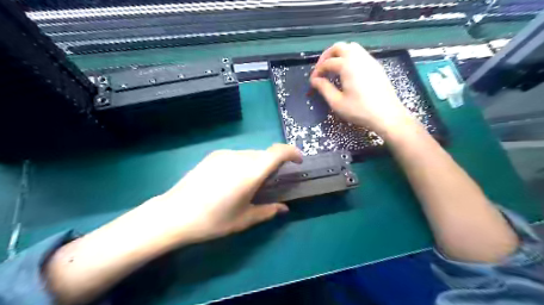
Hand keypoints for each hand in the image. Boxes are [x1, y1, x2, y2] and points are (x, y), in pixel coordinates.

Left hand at [137, 143, 301, 247]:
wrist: (174, 214)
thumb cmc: (213, 220)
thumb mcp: (244, 219)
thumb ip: (268, 211)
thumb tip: (284, 208)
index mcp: (251, 172)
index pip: (278, 152)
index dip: (292, 152)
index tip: (298, 160)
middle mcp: (239, 157)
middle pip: (264, 154)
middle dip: (274, 164)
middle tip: (271, 182)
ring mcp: (224, 154)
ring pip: (250, 154)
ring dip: (257, 164)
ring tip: (249, 184)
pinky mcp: (213, 156)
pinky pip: (236, 156)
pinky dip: (244, 163)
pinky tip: (232, 180)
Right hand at [310, 42, 412, 133]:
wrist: (387, 115)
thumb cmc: (359, 110)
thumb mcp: (337, 102)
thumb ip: (324, 88)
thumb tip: (315, 80)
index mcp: (347, 65)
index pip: (327, 63)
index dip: (317, 71)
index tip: (313, 82)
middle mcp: (359, 58)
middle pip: (339, 47)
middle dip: (327, 56)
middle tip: (321, 69)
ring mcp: (369, 60)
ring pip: (351, 47)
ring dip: (339, 54)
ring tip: (333, 69)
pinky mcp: (376, 66)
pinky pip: (360, 54)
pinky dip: (350, 58)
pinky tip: (347, 72)